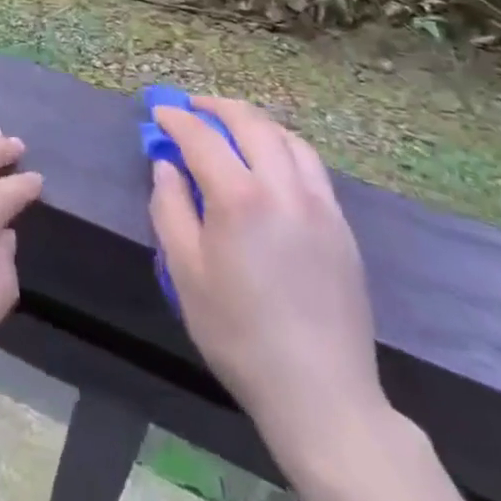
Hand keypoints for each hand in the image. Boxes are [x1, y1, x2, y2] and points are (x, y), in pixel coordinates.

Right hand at [149, 99, 385, 471]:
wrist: (321, 394)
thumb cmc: (238, 334)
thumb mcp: (184, 273)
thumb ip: (170, 208)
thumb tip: (167, 166)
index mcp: (240, 198)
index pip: (202, 137)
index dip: (176, 120)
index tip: (158, 114)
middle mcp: (284, 188)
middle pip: (251, 123)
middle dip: (217, 107)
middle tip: (192, 108)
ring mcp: (320, 204)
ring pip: (288, 138)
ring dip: (255, 122)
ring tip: (232, 127)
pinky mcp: (341, 225)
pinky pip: (311, 165)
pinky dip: (284, 146)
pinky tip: (271, 162)